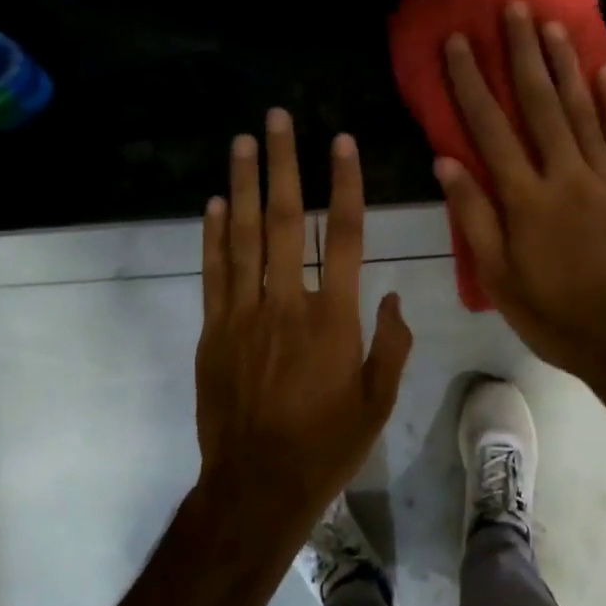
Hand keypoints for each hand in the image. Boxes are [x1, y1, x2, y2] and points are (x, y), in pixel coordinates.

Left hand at [194, 110, 412, 527]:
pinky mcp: (214, 331)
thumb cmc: (326, 446)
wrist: (256, 487)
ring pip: (244, 237)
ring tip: (243, 142)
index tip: (341, 142)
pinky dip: (213, 235)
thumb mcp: (378, 403)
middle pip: (287, 221)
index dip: (345, 185)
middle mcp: (287, 304)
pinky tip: (215, 203)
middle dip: (283, 165)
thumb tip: (392, 298)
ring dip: (244, 185)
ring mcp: (244, 315)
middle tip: (277, 119)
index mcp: (334, 320)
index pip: (346, 237)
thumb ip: (391, 345)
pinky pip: (214, 273)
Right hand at [434, 2, 605, 386]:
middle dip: (521, 52)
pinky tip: (603, 70)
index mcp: (526, 200)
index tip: (458, 42)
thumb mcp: (498, 279)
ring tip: (550, 24)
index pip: (490, 129)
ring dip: (564, 64)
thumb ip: (474, 217)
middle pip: (539, 104)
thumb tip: (446, 161)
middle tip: (511, 7)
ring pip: (583, 109)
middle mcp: (565, 176)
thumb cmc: (555, 315)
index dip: (470, 82)